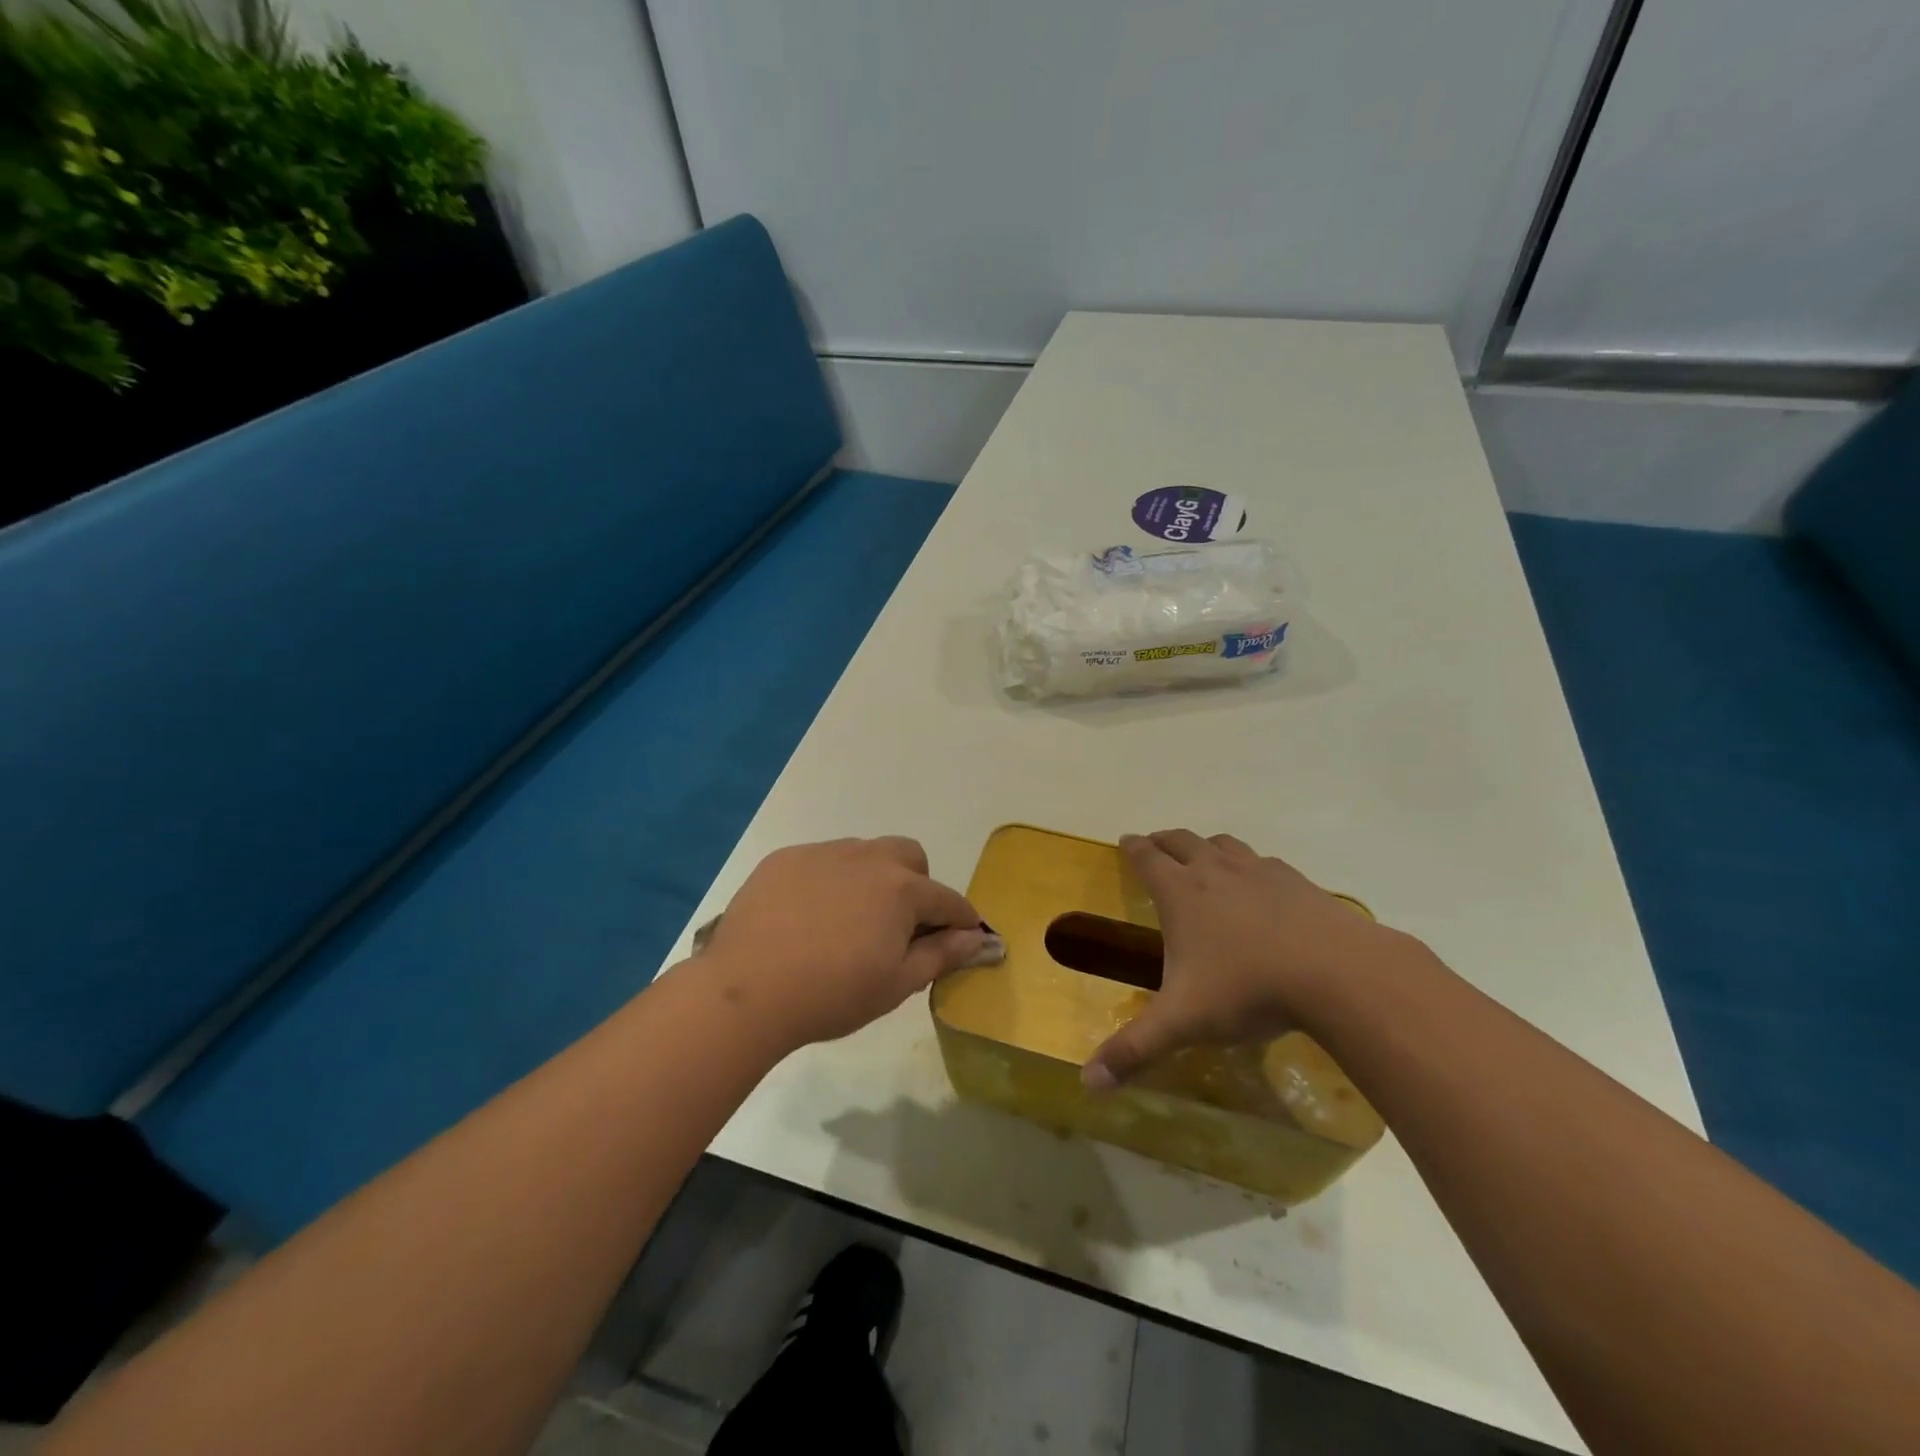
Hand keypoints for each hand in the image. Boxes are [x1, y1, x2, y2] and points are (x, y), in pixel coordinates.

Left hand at [699, 837, 988, 1053]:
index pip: (947, 899)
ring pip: (864, 854)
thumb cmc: (831, 994)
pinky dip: (829, 881)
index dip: (961, 921)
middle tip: (898, 926)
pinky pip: (822, 860)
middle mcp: (867, 858)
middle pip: (909, 857)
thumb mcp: (897, 984)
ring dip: (872, 879)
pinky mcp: (786, 858)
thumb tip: (978, 938)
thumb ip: (942, 955)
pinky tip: (808, 916)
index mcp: (902, 889)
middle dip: (917, 885)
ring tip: (848, 921)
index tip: (962, 938)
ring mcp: (823, 853)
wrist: (747, 991)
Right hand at [1083, 829, 1412, 1088]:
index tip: (1126, 840)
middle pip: (1182, 841)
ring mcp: (1259, 872)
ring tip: (1202, 856)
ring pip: (1223, 844)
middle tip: (1155, 844)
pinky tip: (1260, 884)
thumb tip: (1088, 1083)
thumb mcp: (1184, 1022)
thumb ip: (1135, 1049)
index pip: (1148, 859)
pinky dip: (1250, 865)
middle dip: (1164, 841)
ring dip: (1206, 846)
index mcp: (1181, 894)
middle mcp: (1215, 871)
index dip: (1133, 848)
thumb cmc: (1248, 990)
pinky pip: (1263, 862)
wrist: (1337, 973)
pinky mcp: (1297, 882)